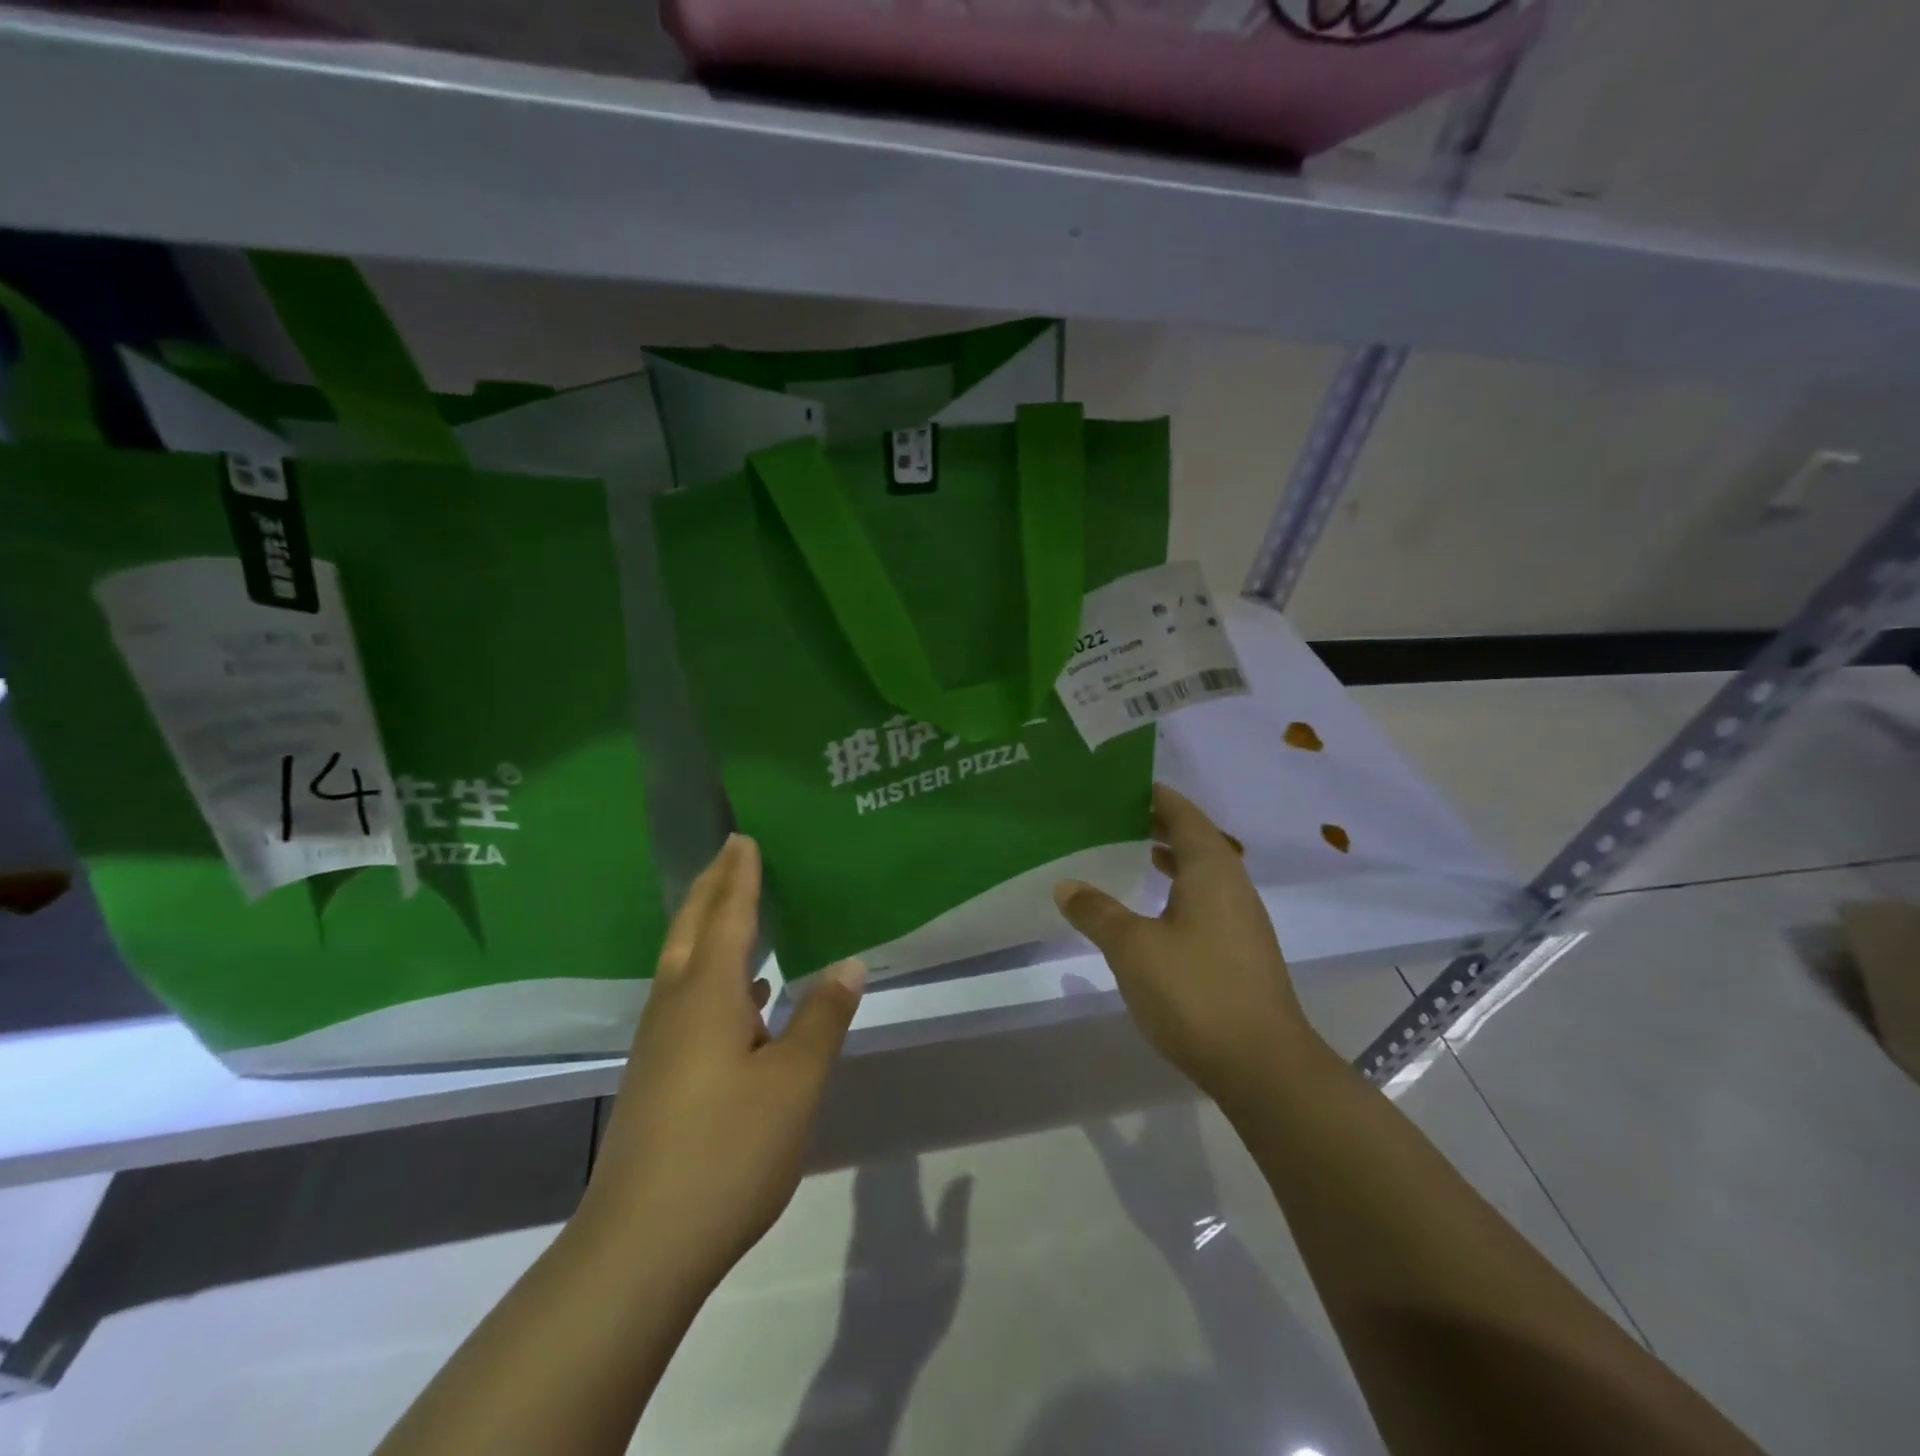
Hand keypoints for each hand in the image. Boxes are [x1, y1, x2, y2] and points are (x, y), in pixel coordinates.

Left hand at [578, 834, 866, 1284]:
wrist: (640, 1246)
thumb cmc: (727, 1150)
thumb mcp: (793, 1081)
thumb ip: (822, 1018)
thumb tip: (849, 963)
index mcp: (707, 995)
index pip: (728, 916)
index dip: (739, 876)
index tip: (743, 838)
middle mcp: (676, 1007)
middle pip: (692, 929)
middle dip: (711, 888)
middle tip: (729, 852)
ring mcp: (661, 1043)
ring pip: (684, 965)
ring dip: (708, 928)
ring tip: (735, 910)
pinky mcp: (659, 1076)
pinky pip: (688, 1000)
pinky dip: (714, 978)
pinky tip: (743, 999)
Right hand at [1052, 784, 1315, 1102]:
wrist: (1263, 1066)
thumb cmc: (1195, 991)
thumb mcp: (1132, 947)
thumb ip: (1097, 912)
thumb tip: (1066, 885)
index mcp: (1211, 870)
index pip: (1183, 815)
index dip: (1157, 797)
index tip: (1126, 785)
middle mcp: (1233, 886)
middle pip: (1196, 840)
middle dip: (1160, 826)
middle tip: (1118, 817)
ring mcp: (1242, 921)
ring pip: (1203, 873)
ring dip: (1171, 858)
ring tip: (1133, 853)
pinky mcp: (1242, 952)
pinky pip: (1207, 901)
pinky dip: (1179, 890)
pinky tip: (1155, 911)